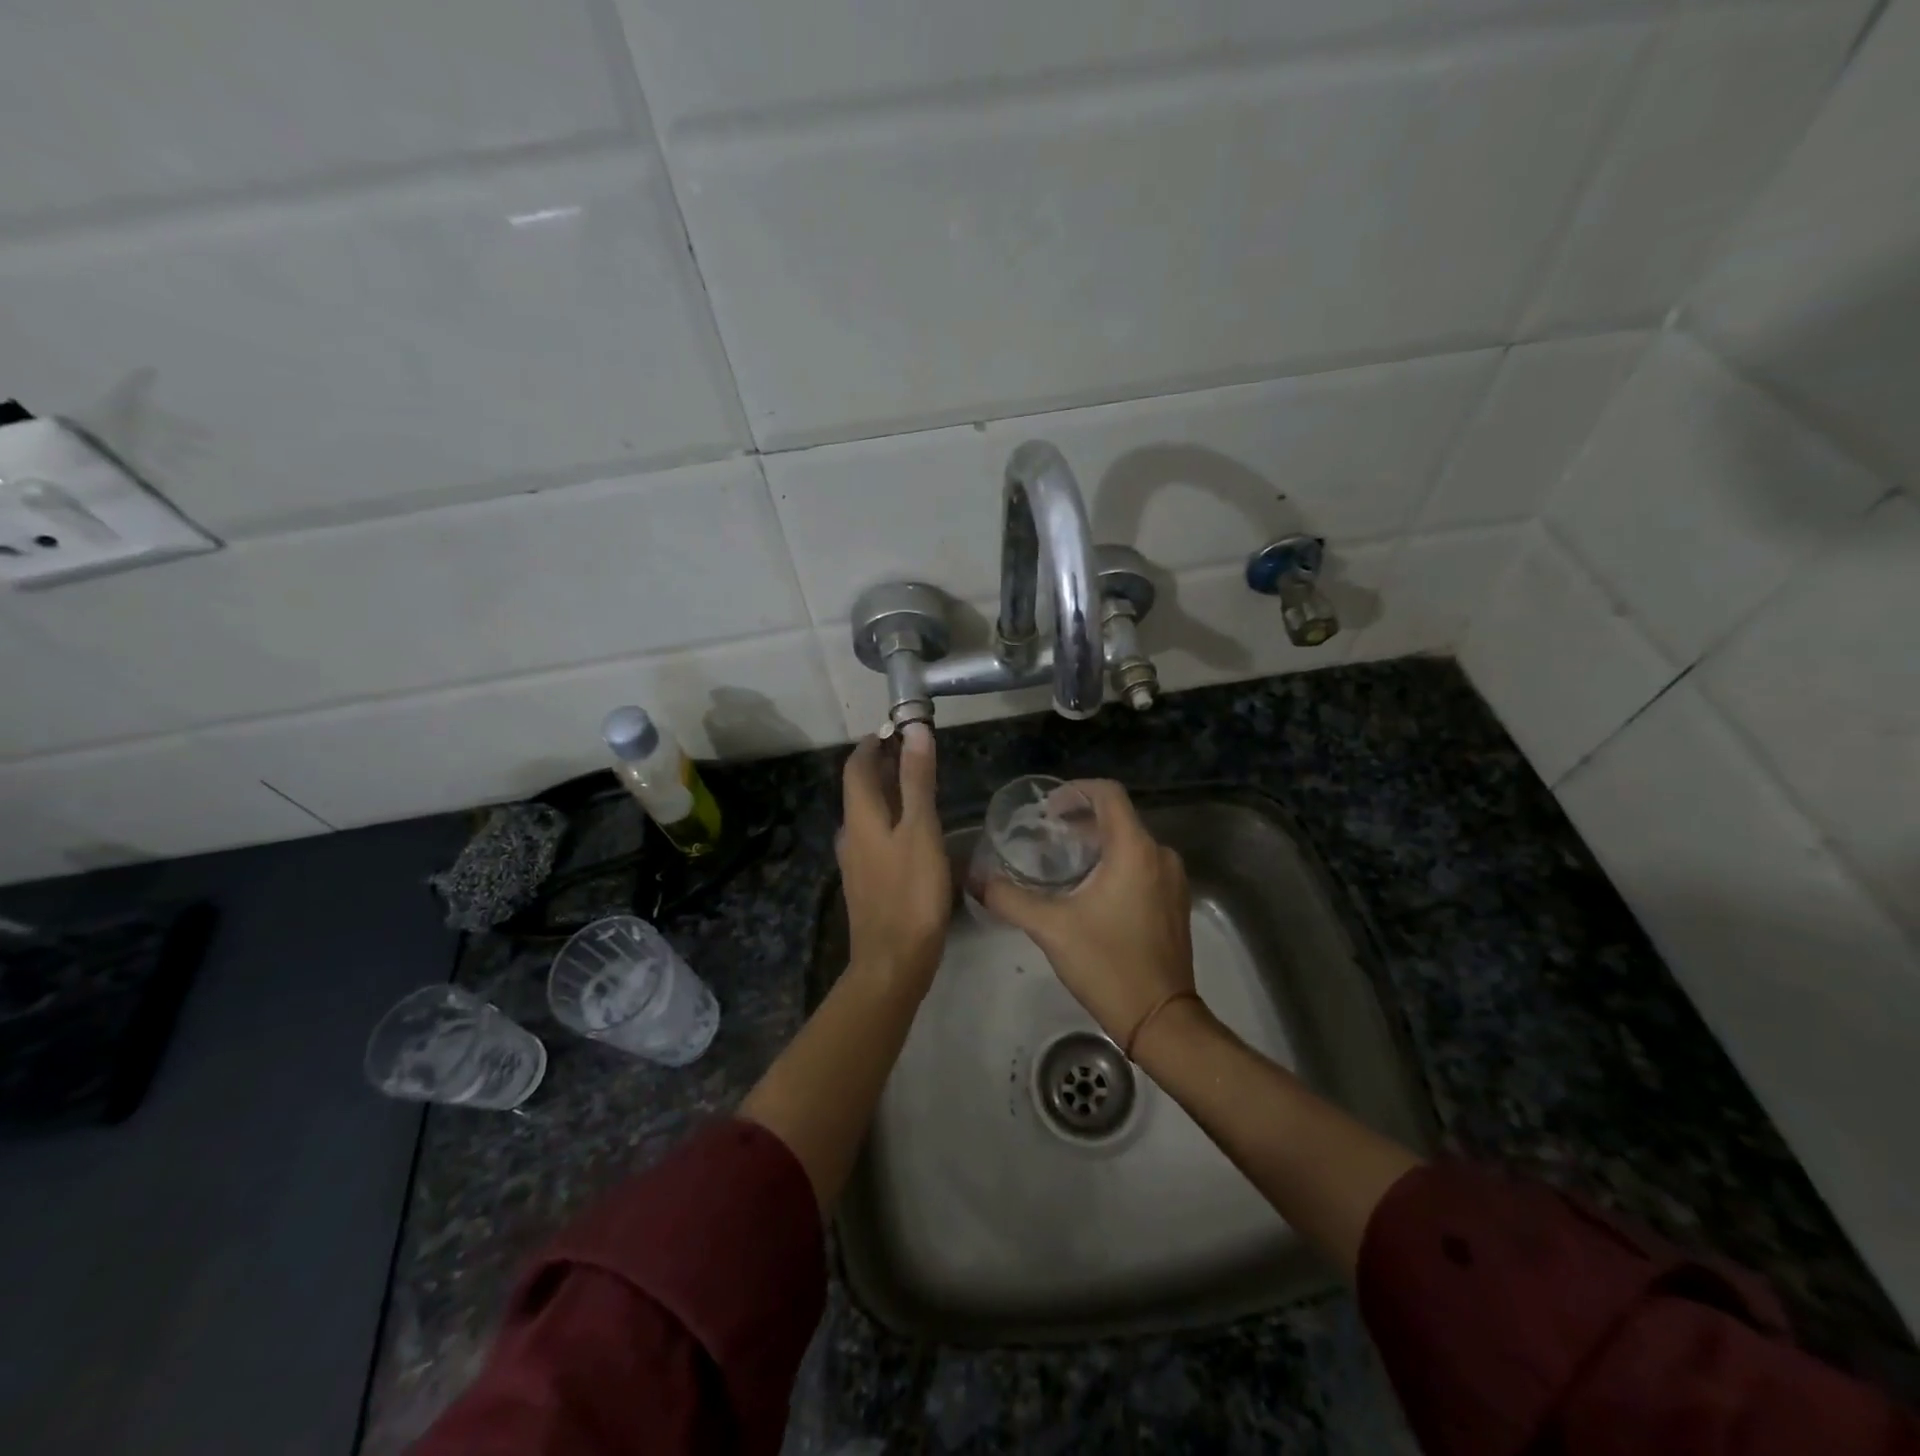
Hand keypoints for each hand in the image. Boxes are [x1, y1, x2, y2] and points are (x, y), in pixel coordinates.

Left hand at [837, 724, 950, 991]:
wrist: (893, 961)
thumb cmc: (911, 892)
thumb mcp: (921, 830)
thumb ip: (917, 780)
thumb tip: (914, 730)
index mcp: (860, 817)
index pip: (857, 766)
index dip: (873, 742)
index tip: (896, 728)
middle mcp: (851, 834)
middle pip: (861, 789)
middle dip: (882, 764)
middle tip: (914, 751)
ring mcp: (856, 861)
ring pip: (868, 814)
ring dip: (888, 792)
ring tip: (918, 785)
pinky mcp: (867, 883)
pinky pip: (875, 836)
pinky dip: (891, 819)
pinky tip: (914, 831)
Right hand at [981, 780, 1194, 1045]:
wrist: (1161, 1019)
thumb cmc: (1107, 964)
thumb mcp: (1051, 928)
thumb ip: (1009, 899)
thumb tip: (975, 879)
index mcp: (1135, 850)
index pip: (1109, 793)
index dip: (1075, 790)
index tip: (1047, 809)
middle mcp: (1160, 855)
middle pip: (1118, 817)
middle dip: (1081, 819)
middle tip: (1045, 836)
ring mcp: (1173, 880)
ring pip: (1131, 843)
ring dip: (1097, 843)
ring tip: (1062, 862)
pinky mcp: (1175, 902)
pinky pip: (1143, 865)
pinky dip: (1116, 864)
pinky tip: (1090, 889)